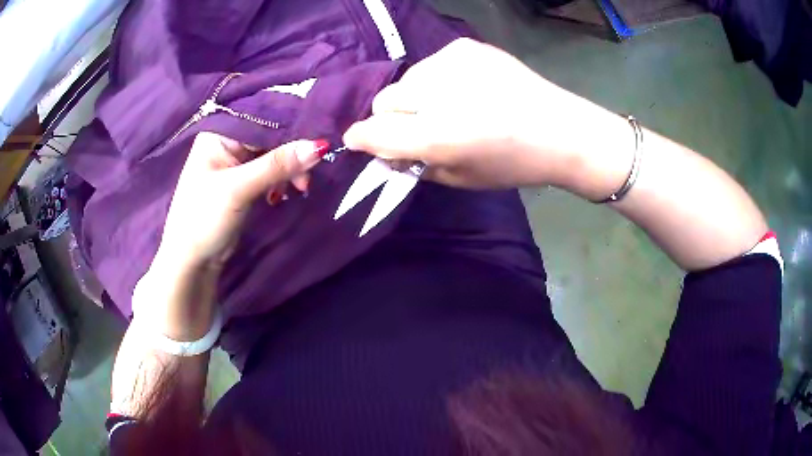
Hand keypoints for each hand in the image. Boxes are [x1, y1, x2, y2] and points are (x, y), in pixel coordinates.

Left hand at [157, 133, 326, 269]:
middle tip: (308, 176)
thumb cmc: (204, 218)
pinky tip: (285, 194)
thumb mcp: (238, 189)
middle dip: (292, 155)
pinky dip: (281, 181)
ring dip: (289, 171)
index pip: (262, 121)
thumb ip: (277, 165)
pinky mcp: (242, 182)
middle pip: (270, 138)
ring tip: (300, 189)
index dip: (290, 130)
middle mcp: (227, 142)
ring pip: (273, 156)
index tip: (317, 145)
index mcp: (219, 133)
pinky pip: (269, 173)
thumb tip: (319, 146)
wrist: (192, 261)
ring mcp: (235, 163)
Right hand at [344, 38, 602, 189]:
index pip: (373, 131)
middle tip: (420, 126)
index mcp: (436, 135)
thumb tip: (384, 151)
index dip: (361, 137)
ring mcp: (451, 62)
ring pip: (407, 79)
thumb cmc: (513, 163)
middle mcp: (437, 92)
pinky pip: (433, 64)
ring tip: (451, 105)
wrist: (561, 129)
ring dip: (416, 95)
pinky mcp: (466, 46)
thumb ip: (414, 164)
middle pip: (384, 99)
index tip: (360, 142)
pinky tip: (468, 88)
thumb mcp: (460, 178)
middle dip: (393, 116)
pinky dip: (439, 79)